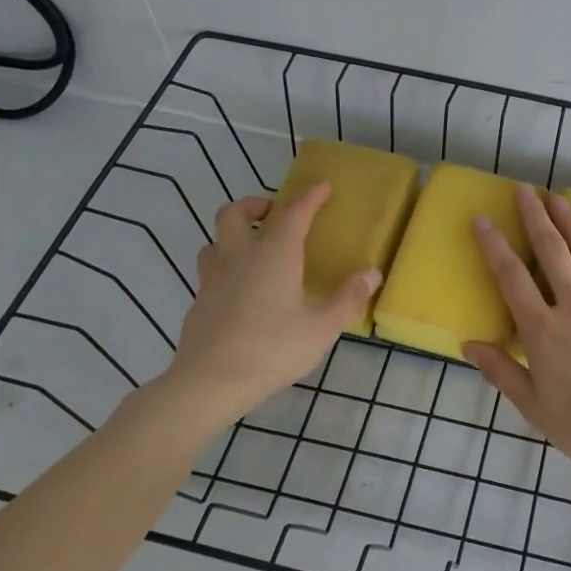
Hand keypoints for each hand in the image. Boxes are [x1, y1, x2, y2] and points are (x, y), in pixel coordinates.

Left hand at [162, 184, 377, 415]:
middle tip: (275, 213)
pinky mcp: (199, 303)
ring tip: (255, 250)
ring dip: (234, 235)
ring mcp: (213, 280)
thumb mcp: (321, 328)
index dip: (309, 197)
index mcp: (273, 256)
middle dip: (256, 205)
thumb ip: (347, 298)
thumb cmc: (272, 350)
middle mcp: (239, 258)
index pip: (293, 213)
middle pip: (235, 214)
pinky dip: (227, 267)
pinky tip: (241, 292)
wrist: (208, 383)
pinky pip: (211, 271)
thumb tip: (371, 274)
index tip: (323, 186)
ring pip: (215, 241)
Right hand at [463, 186, 570, 479]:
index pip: (511, 277)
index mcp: (543, 331)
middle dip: (535, 217)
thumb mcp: (534, 408)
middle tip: (524, 190)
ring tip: (557, 198)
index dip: (494, 245)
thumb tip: (470, 344)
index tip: (483, 219)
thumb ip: (502, 372)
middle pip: (552, 251)